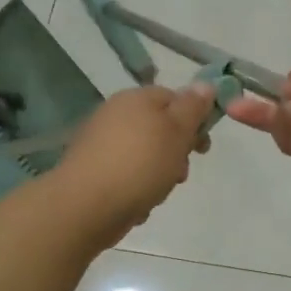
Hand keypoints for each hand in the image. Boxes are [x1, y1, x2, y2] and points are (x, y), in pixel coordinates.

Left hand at [51, 82, 216, 243]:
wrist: (85, 206)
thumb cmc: (139, 164)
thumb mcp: (177, 132)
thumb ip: (193, 107)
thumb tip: (205, 84)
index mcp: (136, 98)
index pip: (174, 97)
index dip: (194, 120)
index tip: (202, 148)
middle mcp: (115, 114)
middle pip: (159, 128)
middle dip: (176, 153)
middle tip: (179, 174)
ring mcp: (100, 143)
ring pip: (144, 154)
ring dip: (158, 174)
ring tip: (156, 193)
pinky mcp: (92, 170)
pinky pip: (126, 175)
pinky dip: (136, 188)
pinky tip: (137, 205)